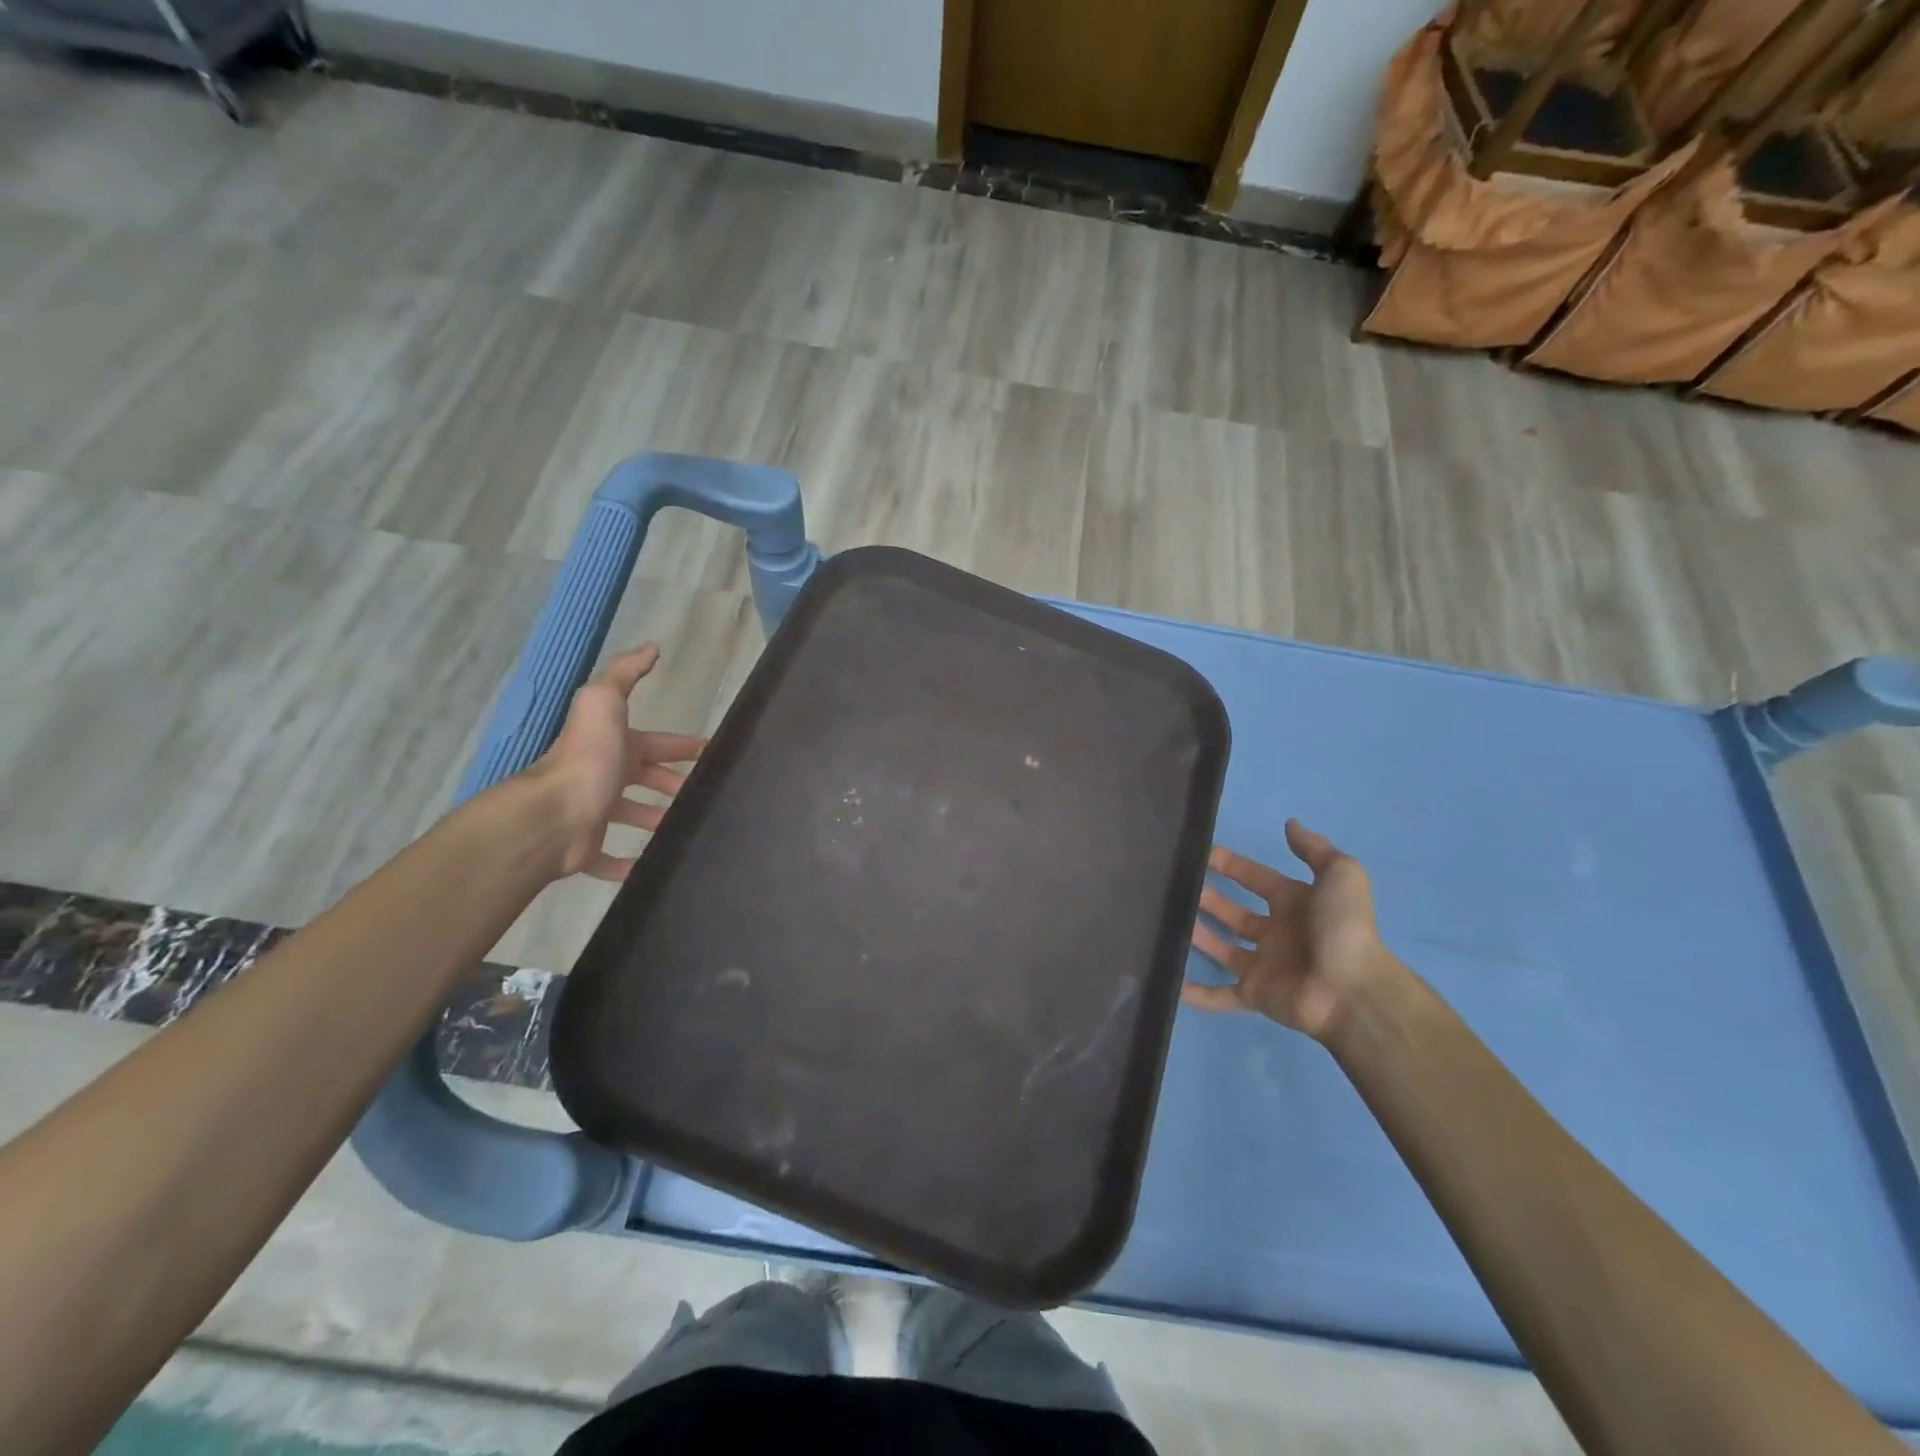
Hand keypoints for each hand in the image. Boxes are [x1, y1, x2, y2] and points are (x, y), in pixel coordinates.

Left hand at [525, 644, 707, 881]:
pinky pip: (609, 859)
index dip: (682, 747)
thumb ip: (625, 673)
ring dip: (655, 818)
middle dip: (672, 783)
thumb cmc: (586, 757)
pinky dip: (627, 864)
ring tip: (684, 827)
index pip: (656, 743)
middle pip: (645, 778)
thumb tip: (652, 646)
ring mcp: (593, 813)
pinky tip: (649, 867)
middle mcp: (602, 776)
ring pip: (631, 816)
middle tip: (702, 795)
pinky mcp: (586, 849)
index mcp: (613, 746)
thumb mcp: (604, 702)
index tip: (710, 753)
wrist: (551, 814)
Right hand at [1187, 819, 1391, 1042]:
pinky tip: (1172, 982)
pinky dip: (1196, 993)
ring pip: (1221, 947)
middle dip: (1208, 898)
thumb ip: (1315, 849)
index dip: (1231, 865)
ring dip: (1198, 934)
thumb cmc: (1343, 929)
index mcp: (1295, 904)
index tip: (1200, 854)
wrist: (1353, 991)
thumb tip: (1289, 823)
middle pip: (1234, 913)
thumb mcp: (1340, 875)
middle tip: (1176, 885)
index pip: (1256, 879)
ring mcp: (1264, 965)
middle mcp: (1277, 933)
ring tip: (1168, 918)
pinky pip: (1220, 995)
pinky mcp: (1254, 994)